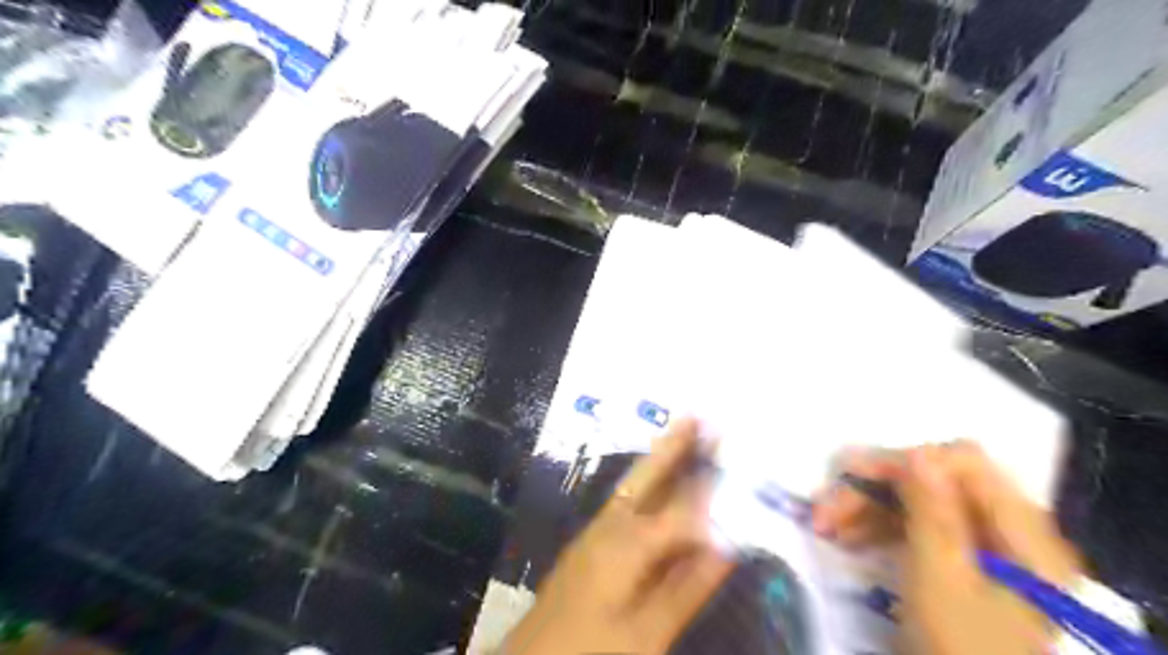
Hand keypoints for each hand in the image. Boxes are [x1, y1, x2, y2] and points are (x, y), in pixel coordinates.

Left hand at [506, 420, 732, 653]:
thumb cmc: (590, 651)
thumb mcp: (646, 633)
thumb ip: (686, 588)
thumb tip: (725, 547)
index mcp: (628, 544)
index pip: (681, 508)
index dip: (710, 486)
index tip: (735, 461)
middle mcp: (610, 526)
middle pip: (648, 476)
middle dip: (673, 445)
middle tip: (698, 415)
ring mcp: (595, 532)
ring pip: (634, 485)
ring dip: (659, 460)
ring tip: (683, 433)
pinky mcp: (589, 544)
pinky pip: (624, 502)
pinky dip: (645, 485)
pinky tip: (655, 483)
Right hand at [815, 440, 1075, 654]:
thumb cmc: (963, 650)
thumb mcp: (942, 583)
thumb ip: (933, 514)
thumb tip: (918, 450)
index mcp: (1022, 532)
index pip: (960, 461)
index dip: (903, 460)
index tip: (849, 477)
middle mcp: (1008, 531)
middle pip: (935, 481)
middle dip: (875, 487)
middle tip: (824, 511)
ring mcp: (987, 550)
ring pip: (919, 503)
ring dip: (869, 507)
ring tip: (826, 527)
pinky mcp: (964, 568)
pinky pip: (919, 528)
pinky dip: (882, 528)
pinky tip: (849, 539)